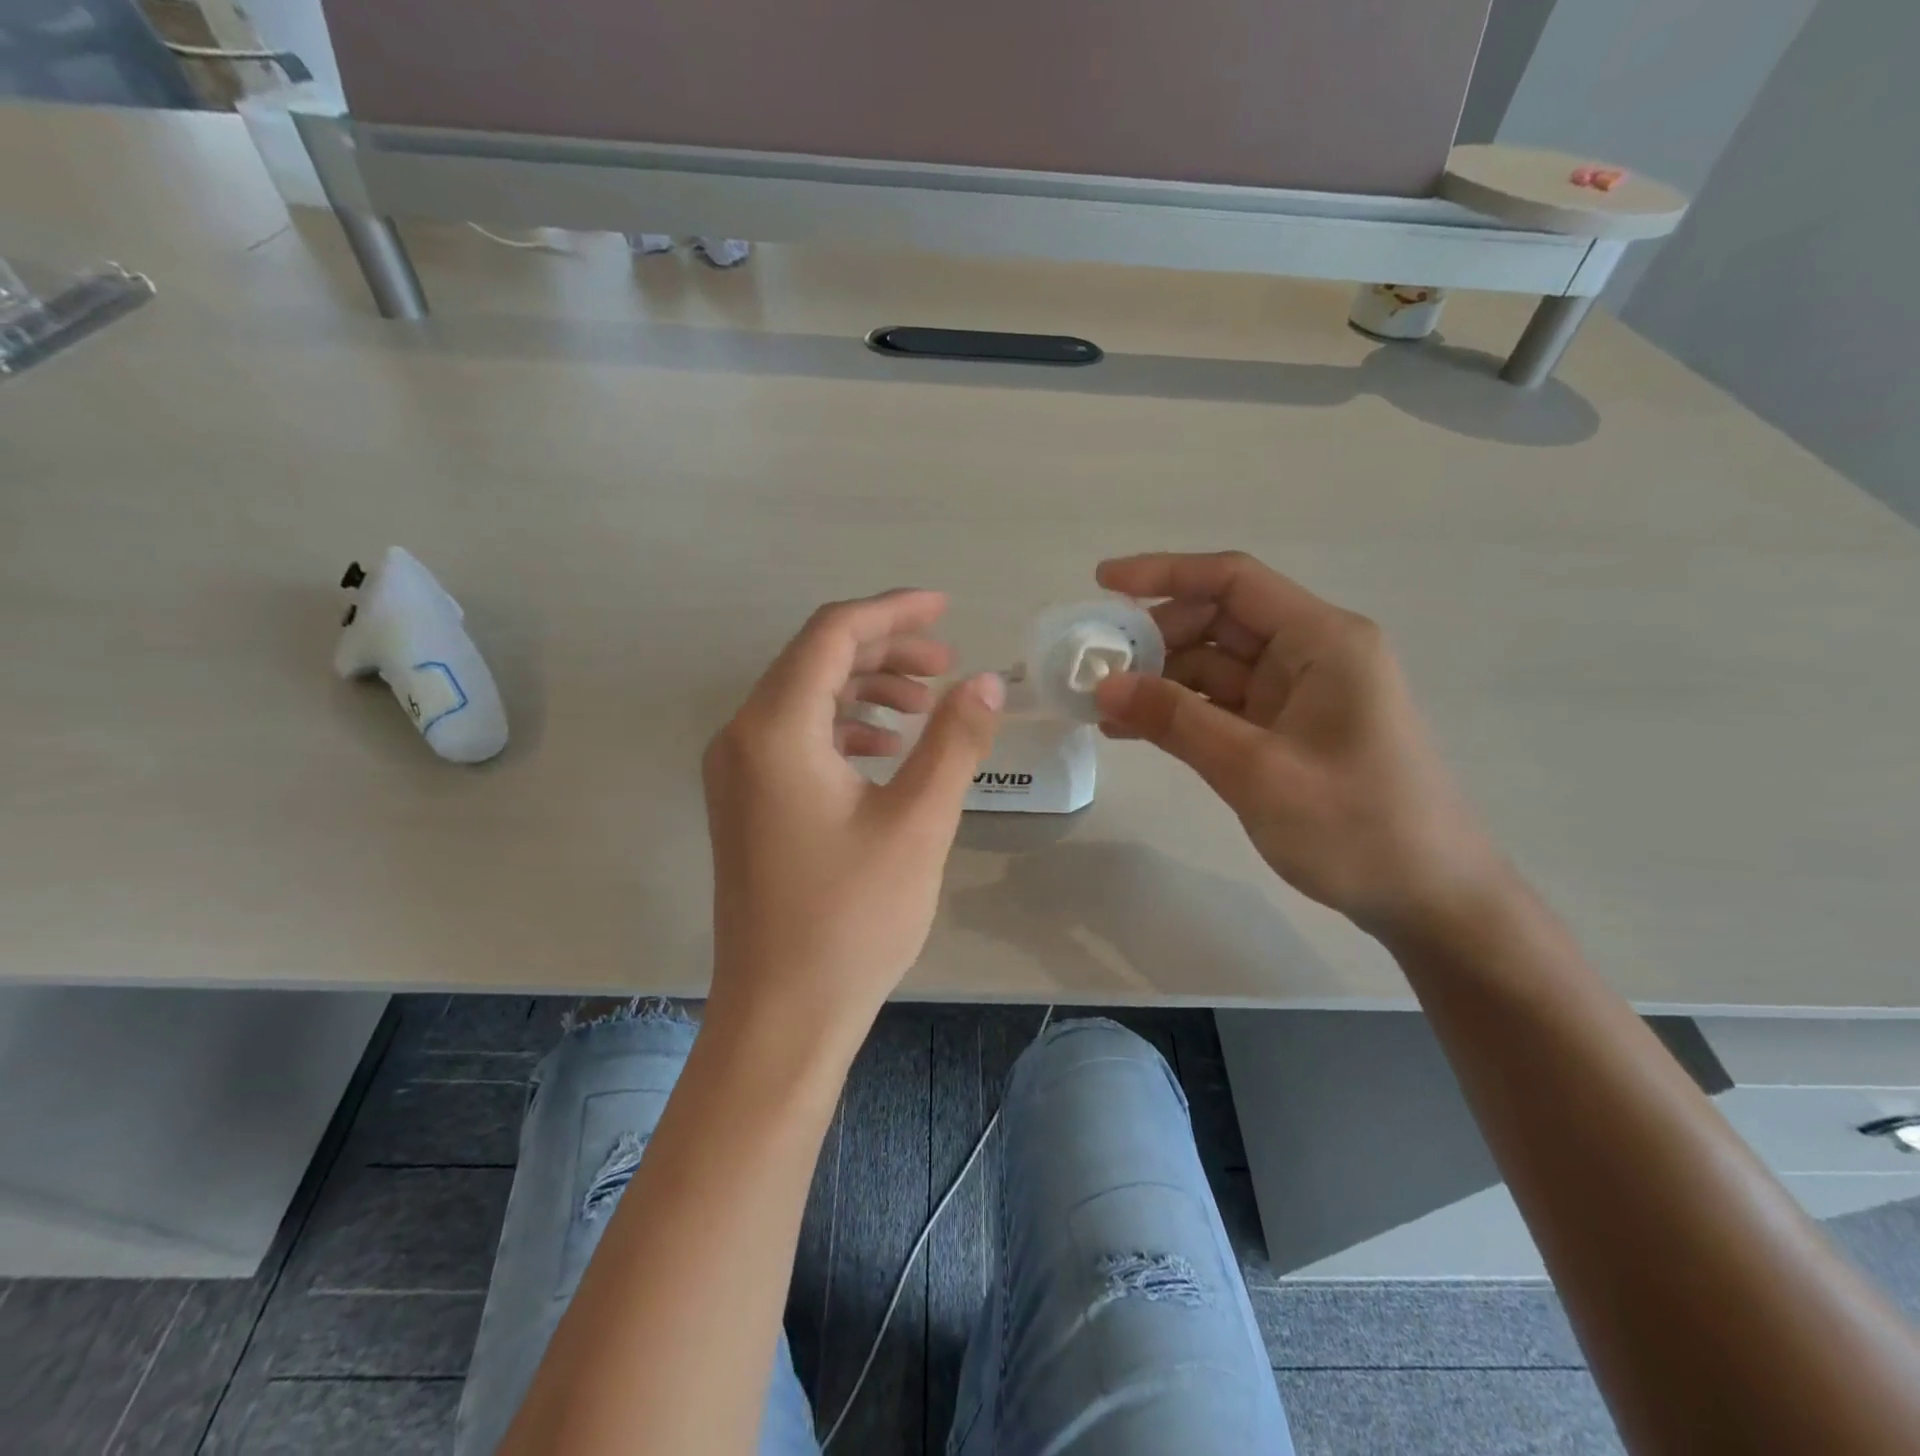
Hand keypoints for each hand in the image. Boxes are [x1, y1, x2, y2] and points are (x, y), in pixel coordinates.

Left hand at [703, 591, 1003, 1050]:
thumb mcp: (918, 823)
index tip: (946, 609)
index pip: (832, 635)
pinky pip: (796, 738)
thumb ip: (954, 742)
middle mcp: (742, 738)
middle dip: (884, 651)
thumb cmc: (852, 919)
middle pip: (815, 660)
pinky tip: (887, 749)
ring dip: (866, 688)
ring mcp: (737, 773)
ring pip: (805, 698)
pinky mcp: (747, 804)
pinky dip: (844, 728)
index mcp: (775, 729)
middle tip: (947, 665)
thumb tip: (986, 681)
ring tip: (927, 703)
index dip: (892, 612)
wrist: (782, 1015)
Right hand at [1093, 552, 1504, 937]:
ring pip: (1213, 666)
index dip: (1164, 573)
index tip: (1102, 584)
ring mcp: (1298, 695)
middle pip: (1218, 621)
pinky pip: (1220, 707)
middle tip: (1095, 668)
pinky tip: (1131, 730)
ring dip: (1159, 680)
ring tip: (1100, 704)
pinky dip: (1178, 713)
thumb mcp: (1256, 771)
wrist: (1429, 898)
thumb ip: (1177, 721)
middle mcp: (1311, 654)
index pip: (1233, 580)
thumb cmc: (1356, 827)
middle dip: (1155, 637)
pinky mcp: (1286, 732)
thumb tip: (1104, 685)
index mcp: (1322, 641)